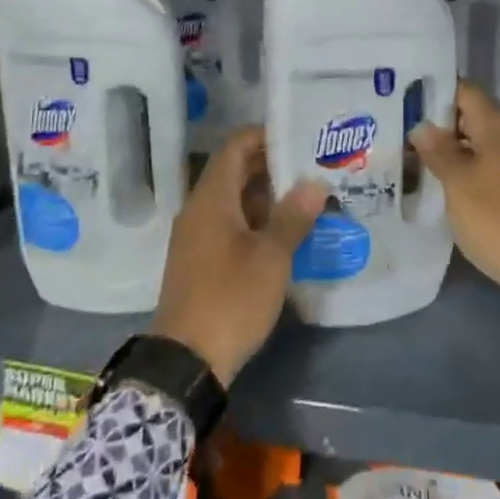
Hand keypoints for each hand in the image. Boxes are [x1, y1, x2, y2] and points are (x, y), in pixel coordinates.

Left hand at [151, 127, 325, 385]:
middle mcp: (199, 210)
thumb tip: (313, 184)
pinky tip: (285, 233)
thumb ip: (292, 217)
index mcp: (211, 199)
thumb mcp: (270, 258)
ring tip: (307, 198)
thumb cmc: (230, 299)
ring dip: (266, 197)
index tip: (298, 136)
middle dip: (272, 167)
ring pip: (234, 201)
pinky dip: (255, 221)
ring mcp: (197, 237)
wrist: (186, 362)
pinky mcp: (200, 261)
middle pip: (235, 172)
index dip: (264, 136)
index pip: (235, 147)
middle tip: (312, 166)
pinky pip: (229, 225)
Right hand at [410, 81, 499, 315]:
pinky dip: (474, 166)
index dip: (436, 93)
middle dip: (442, 124)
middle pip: (474, 115)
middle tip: (407, 135)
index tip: (409, 102)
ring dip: (457, 148)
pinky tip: (452, 183)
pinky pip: (496, 162)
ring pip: (484, 141)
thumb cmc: (496, 219)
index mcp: (499, 125)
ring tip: (422, 160)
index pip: (465, 91)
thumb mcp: (457, 184)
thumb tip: (422, 126)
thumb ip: (438, 150)